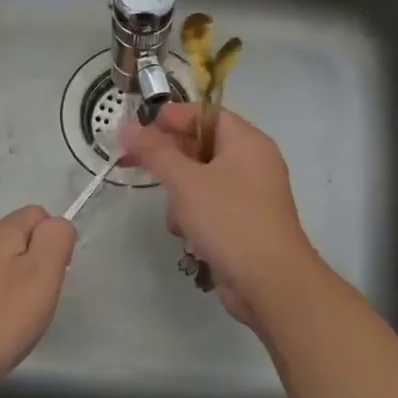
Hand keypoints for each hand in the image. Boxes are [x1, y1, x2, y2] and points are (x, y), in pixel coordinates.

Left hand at [0, 205, 76, 395]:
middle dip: (33, 265)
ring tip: (15, 320)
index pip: (37, 214)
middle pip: (16, 240)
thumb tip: (57, 224)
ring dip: (12, 285)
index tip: (52, 276)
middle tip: (37, 303)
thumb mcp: (41, 276)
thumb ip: (55, 241)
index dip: (53, 241)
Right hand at [120, 104, 324, 332]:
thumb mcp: (186, 182)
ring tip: (176, 216)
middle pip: (202, 147)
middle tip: (136, 165)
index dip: (171, 118)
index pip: (205, 114)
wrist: (271, 283)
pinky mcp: (245, 223)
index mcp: (246, 142)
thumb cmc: (229, 220)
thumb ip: (155, 152)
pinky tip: (188, 237)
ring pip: (202, 180)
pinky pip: (211, 207)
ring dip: (181, 196)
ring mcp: (251, 195)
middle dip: (171, 160)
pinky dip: (195, 217)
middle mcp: (252, 162)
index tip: (138, 131)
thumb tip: (127, 127)